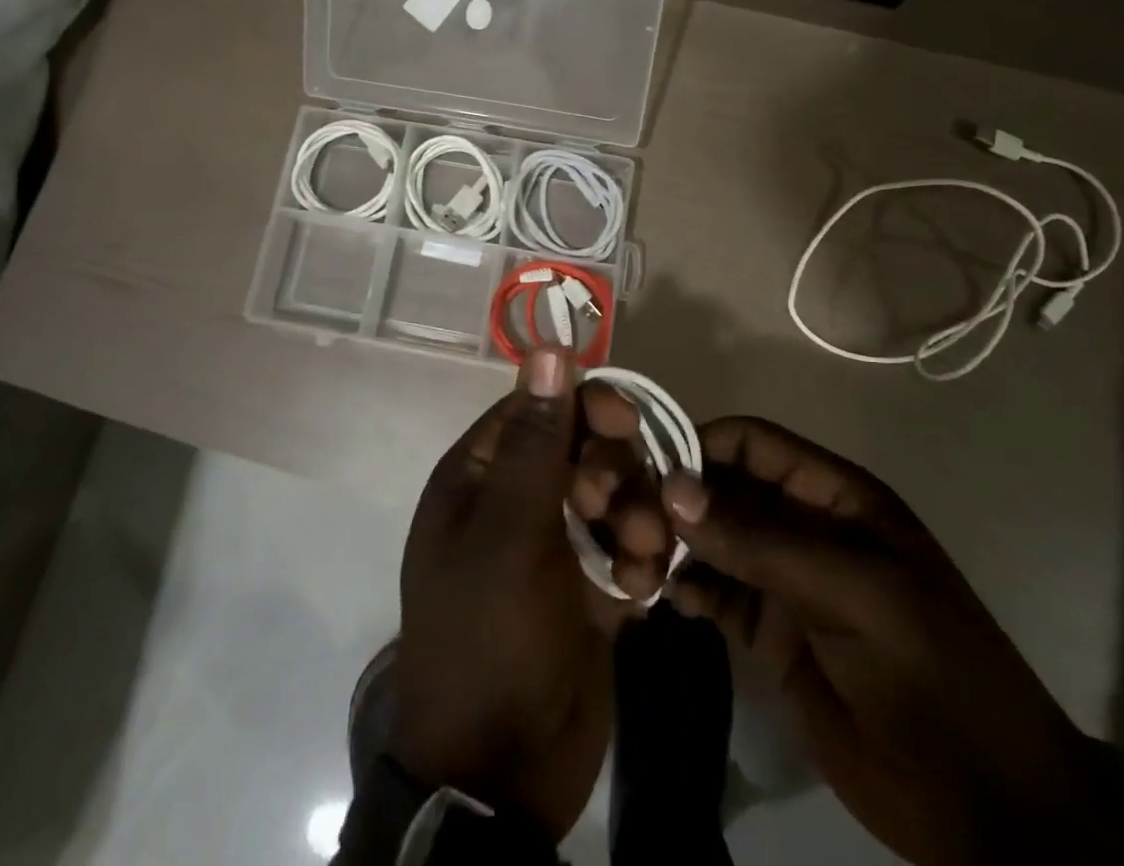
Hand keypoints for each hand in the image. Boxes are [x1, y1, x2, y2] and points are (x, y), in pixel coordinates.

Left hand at [392, 348, 654, 839]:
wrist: (502, 776)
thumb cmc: (491, 635)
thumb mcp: (510, 532)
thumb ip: (536, 441)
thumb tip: (547, 348)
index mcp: (479, 477)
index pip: (536, 409)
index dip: (582, 406)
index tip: (626, 420)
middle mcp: (513, 502)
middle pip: (580, 449)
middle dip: (613, 470)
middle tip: (620, 506)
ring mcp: (553, 547)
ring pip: (611, 497)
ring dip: (636, 517)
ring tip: (644, 554)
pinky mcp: (587, 588)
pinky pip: (625, 548)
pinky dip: (640, 562)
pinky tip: (643, 590)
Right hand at [659, 418, 1123, 865]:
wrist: (987, 807)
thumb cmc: (930, 670)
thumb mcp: (853, 589)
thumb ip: (762, 539)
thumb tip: (674, 489)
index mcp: (832, 494)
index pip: (751, 442)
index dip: (699, 446)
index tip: (647, 472)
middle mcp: (800, 524)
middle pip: (722, 489)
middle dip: (675, 499)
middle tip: (629, 527)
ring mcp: (784, 579)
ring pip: (711, 540)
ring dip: (672, 545)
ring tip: (635, 564)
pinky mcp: (769, 633)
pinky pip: (714, 593)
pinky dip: (683, 587)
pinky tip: (659, 597)